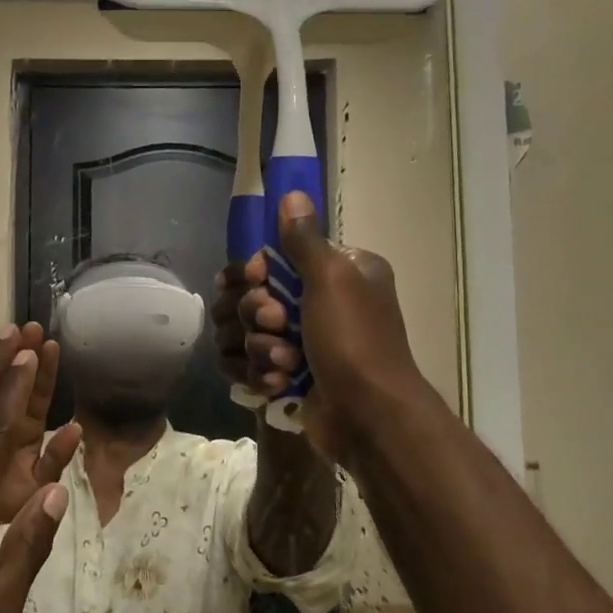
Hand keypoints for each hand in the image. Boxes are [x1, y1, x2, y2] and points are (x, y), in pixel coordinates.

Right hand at [228, 192, 427, 461]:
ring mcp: (300, 342)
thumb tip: (293, 194)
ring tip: (285, 364)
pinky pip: (248, 364)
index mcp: (336, 273)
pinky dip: (261, 374)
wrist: (368, 417)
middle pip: (250, 296)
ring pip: (244, 333)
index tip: (259, 280)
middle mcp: (318, 303)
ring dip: (260, 348)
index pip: (272, 258)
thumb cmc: (354, 340)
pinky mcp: (286, 375)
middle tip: (277, 326)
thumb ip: (304, 239)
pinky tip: (280, 383)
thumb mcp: (332, 279)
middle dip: (255, 315)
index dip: (255, 272)